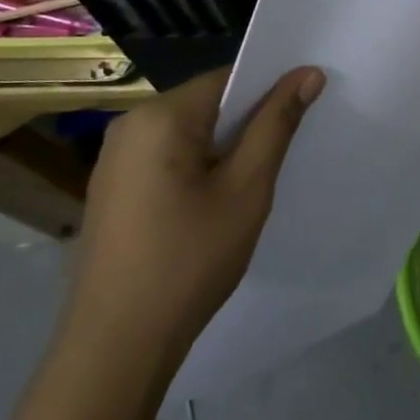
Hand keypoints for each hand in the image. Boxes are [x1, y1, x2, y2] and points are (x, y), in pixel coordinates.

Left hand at [65, 65, 323, 354]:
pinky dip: (197, 168)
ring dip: (223, 149)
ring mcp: (114, 159)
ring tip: (252, 183)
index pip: (228, 78)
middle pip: (206, 104)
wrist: (116, 346)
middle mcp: (130, 124)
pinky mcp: (112, 189)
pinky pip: (166, 158)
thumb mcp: (246, 189)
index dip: (269, 90)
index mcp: (160, 116)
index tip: (302, 112)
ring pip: (188, 133)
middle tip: (283, 154)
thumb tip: (307, 73)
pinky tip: (213, 205)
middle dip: (246, 124)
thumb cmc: (189, 260)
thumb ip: (276, 124)